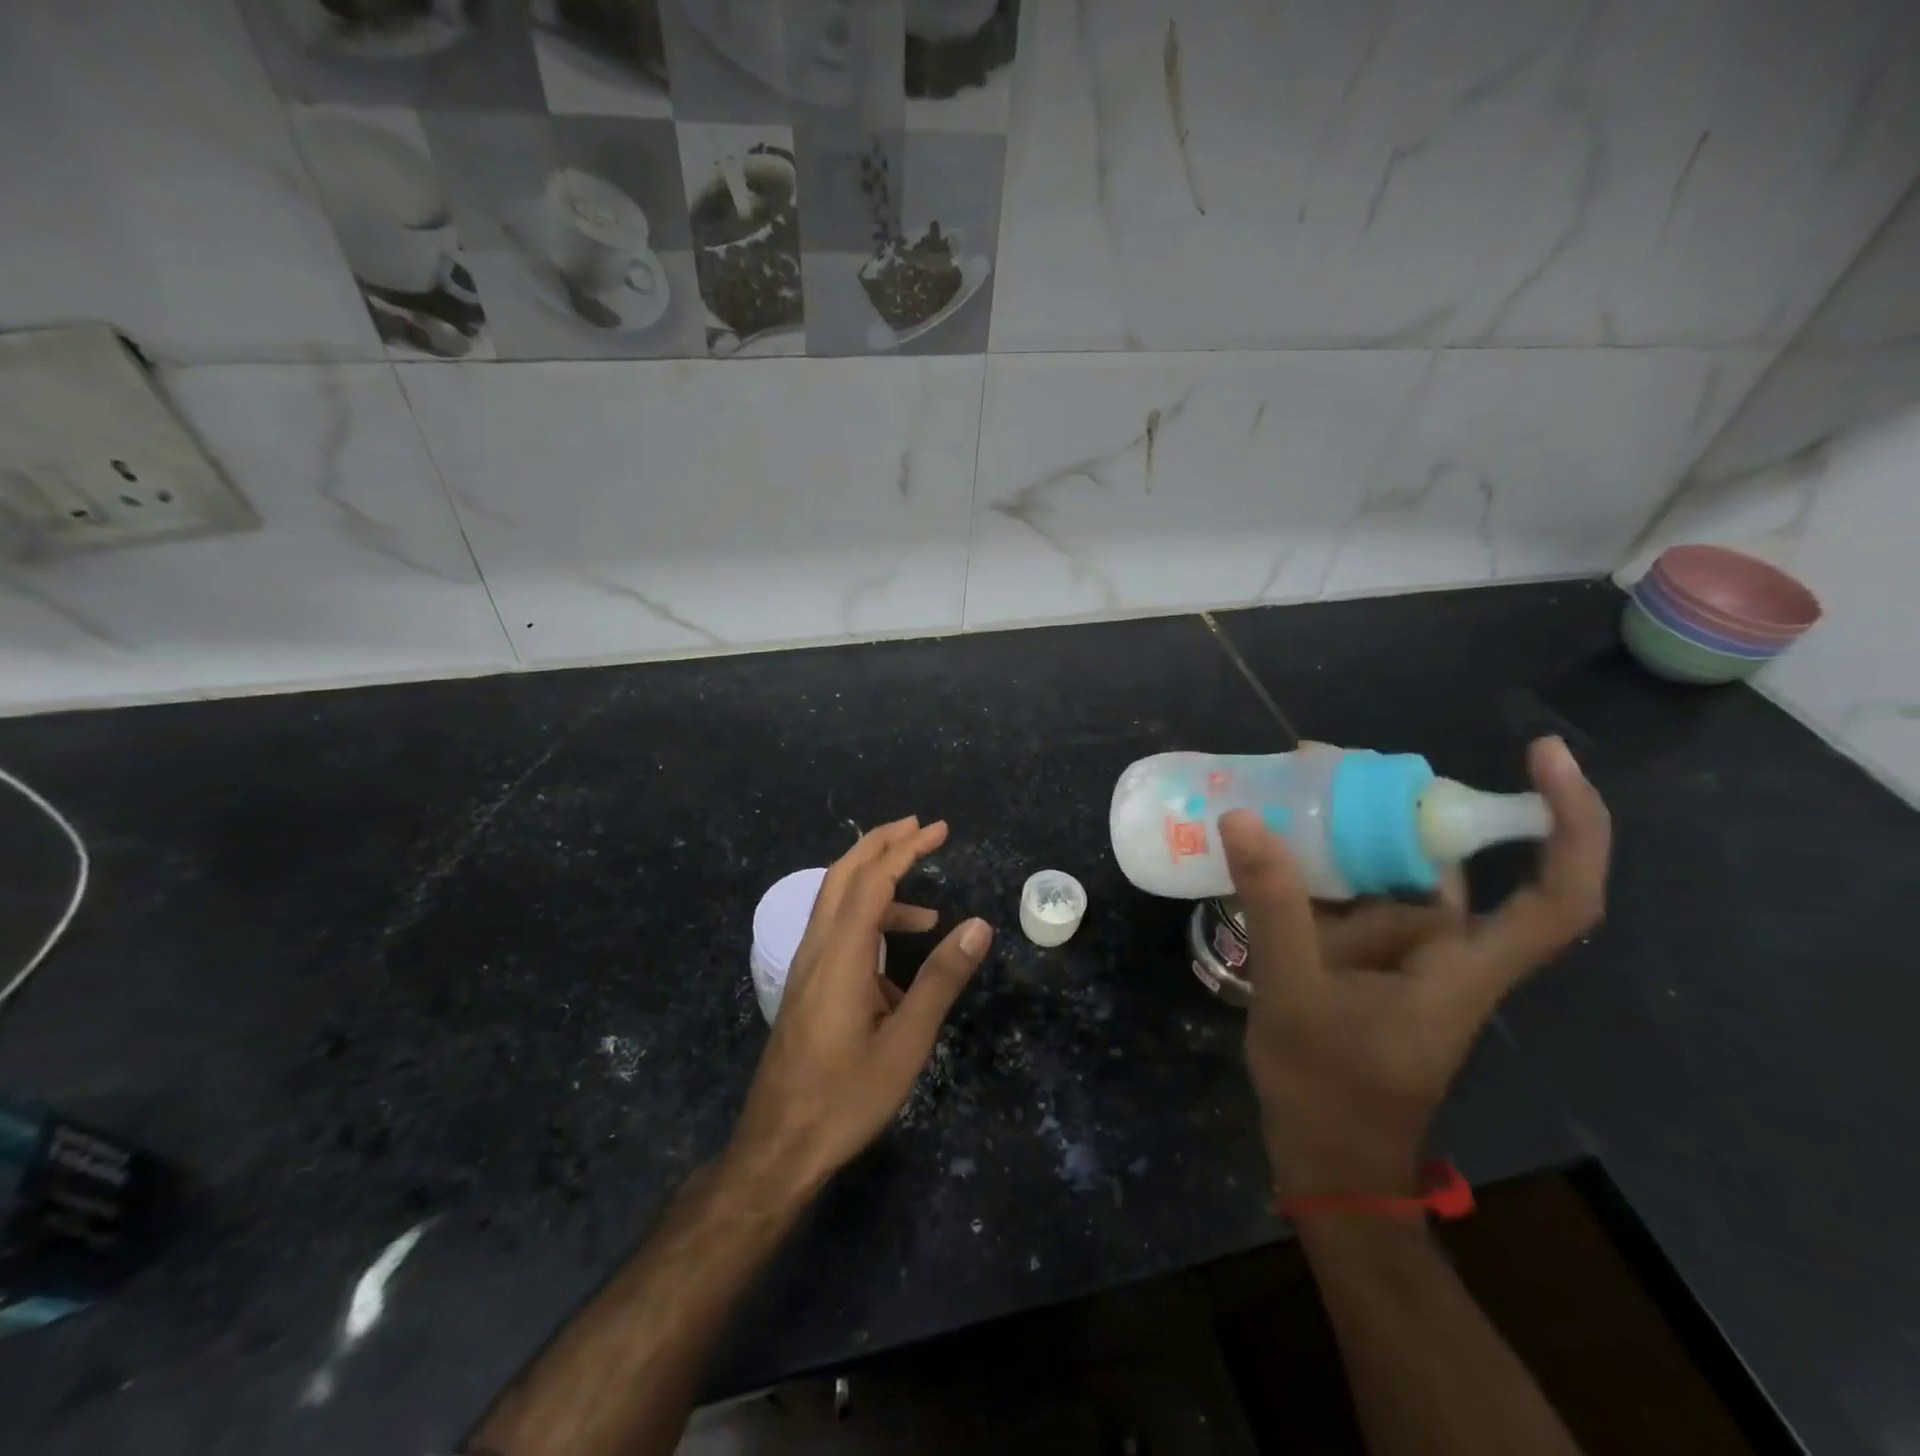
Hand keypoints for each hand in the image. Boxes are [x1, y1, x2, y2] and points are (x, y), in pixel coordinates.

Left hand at [727, 817, 993, 1200]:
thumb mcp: (906, 1043)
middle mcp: (817, 948)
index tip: (939, 828)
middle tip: (921, 828)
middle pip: (843, 874)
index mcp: (841, 955)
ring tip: (927, 912)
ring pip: (835, 901)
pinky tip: (895, 965)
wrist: (778, 1147)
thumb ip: (941, 980)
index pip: (874, 880)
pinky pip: (835, 931)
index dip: (906, 847)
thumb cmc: (845, 1097)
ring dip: (876, 885)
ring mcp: (806, 967)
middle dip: (881, 843)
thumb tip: (979, 926)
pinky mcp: (805, 986)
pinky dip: (867, 923)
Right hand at [1220, 737, 1610, 1198]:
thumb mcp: (1294, 992)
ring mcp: (1403, 959)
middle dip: (1396, 804)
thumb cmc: (1328, 1090)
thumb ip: (1274, 904)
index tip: (1543, 754)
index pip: (1558, 896)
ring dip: (1344, 832)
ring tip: (1280, 789)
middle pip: (1446, 863)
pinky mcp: (1367, 964)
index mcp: (1462, 968)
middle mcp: (1446, 953)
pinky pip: (1353, 900)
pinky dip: (1321, 868)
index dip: (1570, 822)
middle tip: (1318, 759)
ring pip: (1388, 877)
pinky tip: (1270, 846)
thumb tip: (1244, 818)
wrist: (1324, 1162)